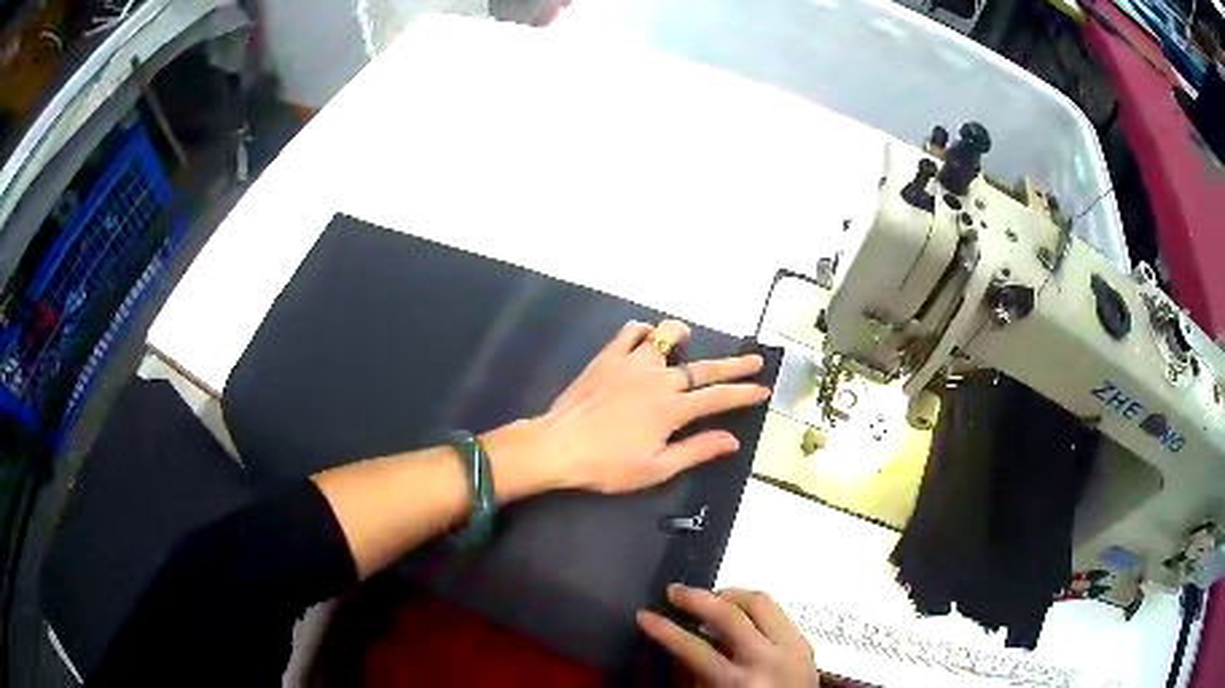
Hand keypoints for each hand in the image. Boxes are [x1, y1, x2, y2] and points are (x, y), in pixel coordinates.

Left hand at [484, 320, 769, 499]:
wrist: (559, 446)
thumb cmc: (608, 465)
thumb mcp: (657, 468)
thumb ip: (697, 450)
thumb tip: (733, 439)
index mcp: (673, 408)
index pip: (718, 398)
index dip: (744, 393)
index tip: (764, 389)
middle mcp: (659, 378)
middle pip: (704, 367)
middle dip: (734, 365)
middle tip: (756, 360)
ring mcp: (633, 363)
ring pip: (666, 336)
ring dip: (682, 337)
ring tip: (686, 341)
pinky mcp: (608, 357)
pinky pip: (630, 332)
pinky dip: (643, 331)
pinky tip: (645, 339)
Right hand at [638, 584, 817, 686]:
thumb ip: (696, 675)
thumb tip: (680, 643)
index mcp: (738, 683)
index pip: (695, 649)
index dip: (665, 630)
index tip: (644, 616)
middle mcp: (768, 661)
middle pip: (731, 614)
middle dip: (697, 599)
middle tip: (674, 592)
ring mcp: (792, 648)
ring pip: (760, 602)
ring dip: (729, 595)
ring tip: (706, 597)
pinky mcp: (806, 643)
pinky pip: (777, 612)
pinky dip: (752, 608)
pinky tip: (737, 611)